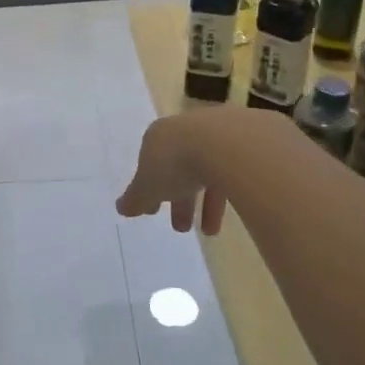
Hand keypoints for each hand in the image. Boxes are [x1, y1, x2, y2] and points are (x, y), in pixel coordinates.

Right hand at [116, 112, 228, 235]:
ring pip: (206, 173)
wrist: (226, 144)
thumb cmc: (175, 163)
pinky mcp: (243, 144)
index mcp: (159, 136)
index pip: (150, 163)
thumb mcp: (147, 187)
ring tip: (208, 233)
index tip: (152, 211)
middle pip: (179, 168)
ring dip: (204, 204)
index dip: (149, 189)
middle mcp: (186, 131)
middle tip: (180, 228)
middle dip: (179, 200)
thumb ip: (135, 199)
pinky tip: (226, 218)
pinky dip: (226, 196)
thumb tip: (121, 208)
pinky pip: (230, 173)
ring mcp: (216, 135)